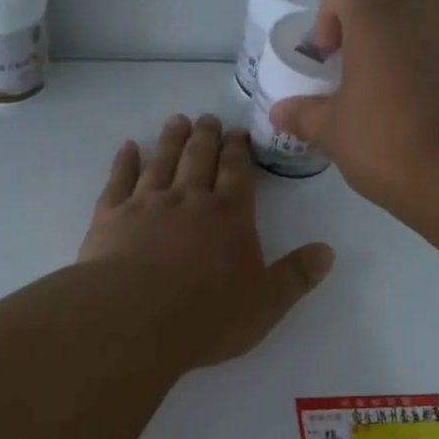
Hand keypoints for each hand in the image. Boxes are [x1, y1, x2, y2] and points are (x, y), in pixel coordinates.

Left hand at [79, 114, 333, 366]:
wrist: (133, 319)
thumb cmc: (206, 316)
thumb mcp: (266, 303)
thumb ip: (296, 275)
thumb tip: (328, 251)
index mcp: (229, 216)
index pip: (237, 172)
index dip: (238, 150)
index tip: (237, 132)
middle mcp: (188, 199)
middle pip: (199, 158)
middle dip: (206, 136)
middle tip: (208, 118)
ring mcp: (146, 204)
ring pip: (161, 161)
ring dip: (170, 140)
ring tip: (177, 121)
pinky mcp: (110, 217)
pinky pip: (119, 180)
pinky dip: (124, 161)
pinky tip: (128, 148)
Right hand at [268, 0, 438, 215]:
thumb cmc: (389, 142)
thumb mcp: (334, 134)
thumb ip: (305, 116)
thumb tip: (280, 112)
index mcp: (379, 21)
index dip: (331, 7)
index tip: (328, 51)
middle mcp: (421, 19)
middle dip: (376, 4)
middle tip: (360, 49)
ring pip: (427, 16)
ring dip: (404, 37)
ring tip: (384, 88)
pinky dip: (427, 65)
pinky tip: (413, 109)